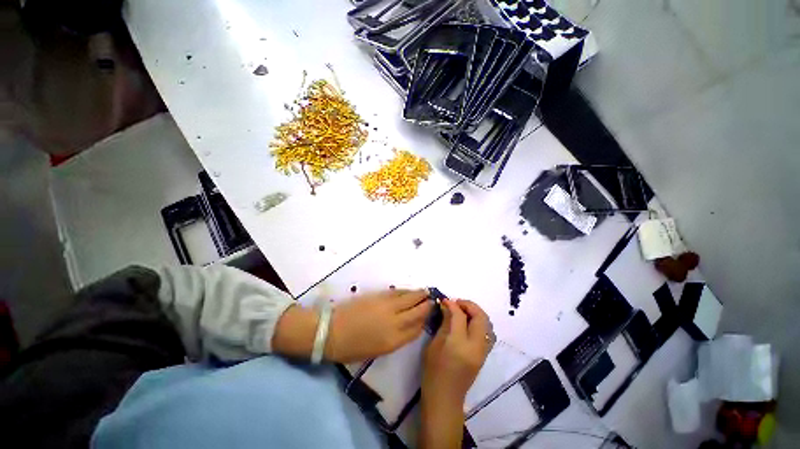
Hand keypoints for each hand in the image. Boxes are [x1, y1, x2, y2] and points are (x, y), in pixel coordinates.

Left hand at [326, 289, 430, 362]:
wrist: (331, 330)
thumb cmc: (351, 348)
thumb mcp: (377, 351)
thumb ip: (395, 339)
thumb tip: (407, 327)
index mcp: (394, 340)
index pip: (417, 328)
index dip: (426, 320)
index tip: (431, 315)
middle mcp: (395, 321)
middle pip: (417, 311)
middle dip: (427, 304)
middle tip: (433, 299)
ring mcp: (388, 306)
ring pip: (410, 298)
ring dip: (419, 294)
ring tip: (426, 292)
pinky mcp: (380, 296)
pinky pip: (398, 292)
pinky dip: (407, 291)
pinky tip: (410, 290)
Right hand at [422, 299, 491, 404]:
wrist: (445, 398)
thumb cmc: (433, 371)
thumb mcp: (434, 344)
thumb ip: (444, 324)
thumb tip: (447, 306)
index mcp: (458, 344)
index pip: (460, 316)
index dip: (452, 304)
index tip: (445, 300)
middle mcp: (475, 347)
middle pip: (480, 317)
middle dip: (469, 305)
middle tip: (456, 303)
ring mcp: (482, 352)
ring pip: (487, 325)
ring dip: (477, 313)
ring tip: (463, 311)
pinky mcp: (484, 356)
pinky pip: (488, 334)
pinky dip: (480, 323)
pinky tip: (469, 323)